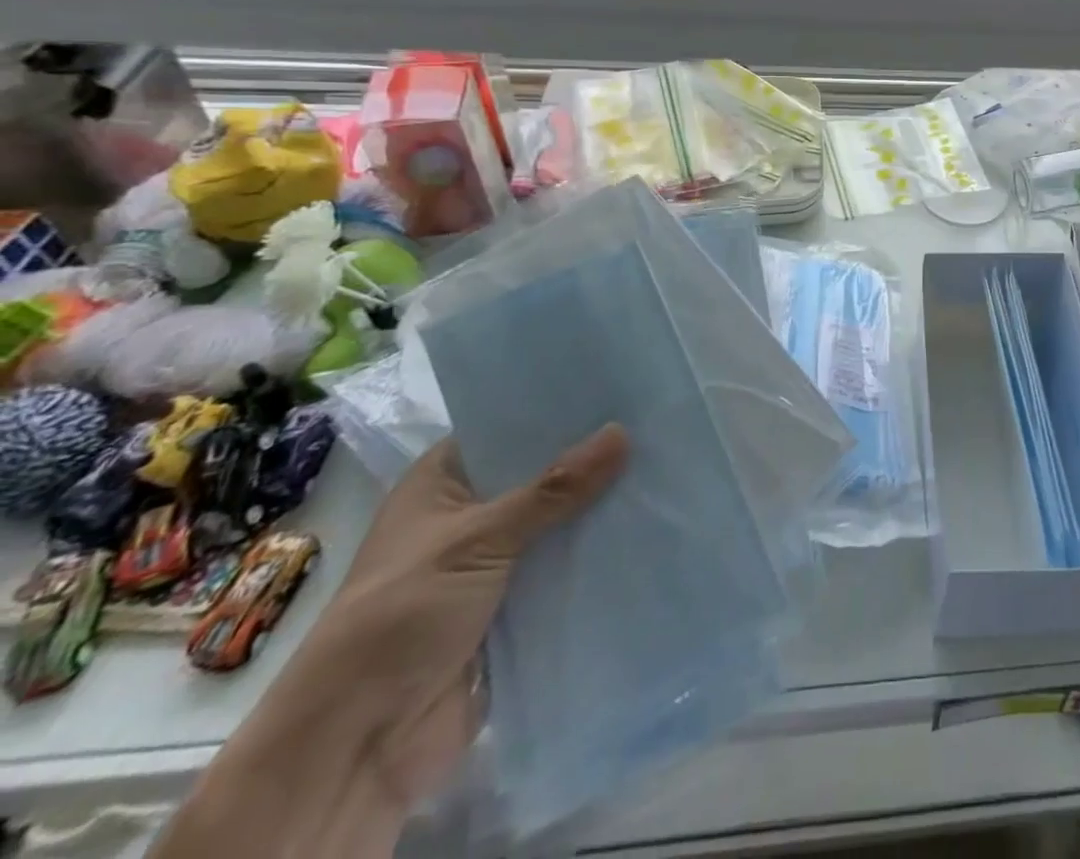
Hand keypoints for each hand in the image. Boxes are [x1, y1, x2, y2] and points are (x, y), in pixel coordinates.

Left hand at [154, 426, 628, 858]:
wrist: (358, 746)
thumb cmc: (400, 617)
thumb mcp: (477, 541)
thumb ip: (553, 489)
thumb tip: (622, 431)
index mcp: (442, 483)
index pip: (508, 427)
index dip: (558, 410)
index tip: (617, 387)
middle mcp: (471, 514)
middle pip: (543, 473)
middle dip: (592, 457)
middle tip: (657, 421)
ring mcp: (496, 561)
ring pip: (560, 520)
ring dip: (601, 505)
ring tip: (667, 464)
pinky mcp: (518, 603)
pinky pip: (568, 565)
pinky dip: (599, 551)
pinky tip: (650, 523)